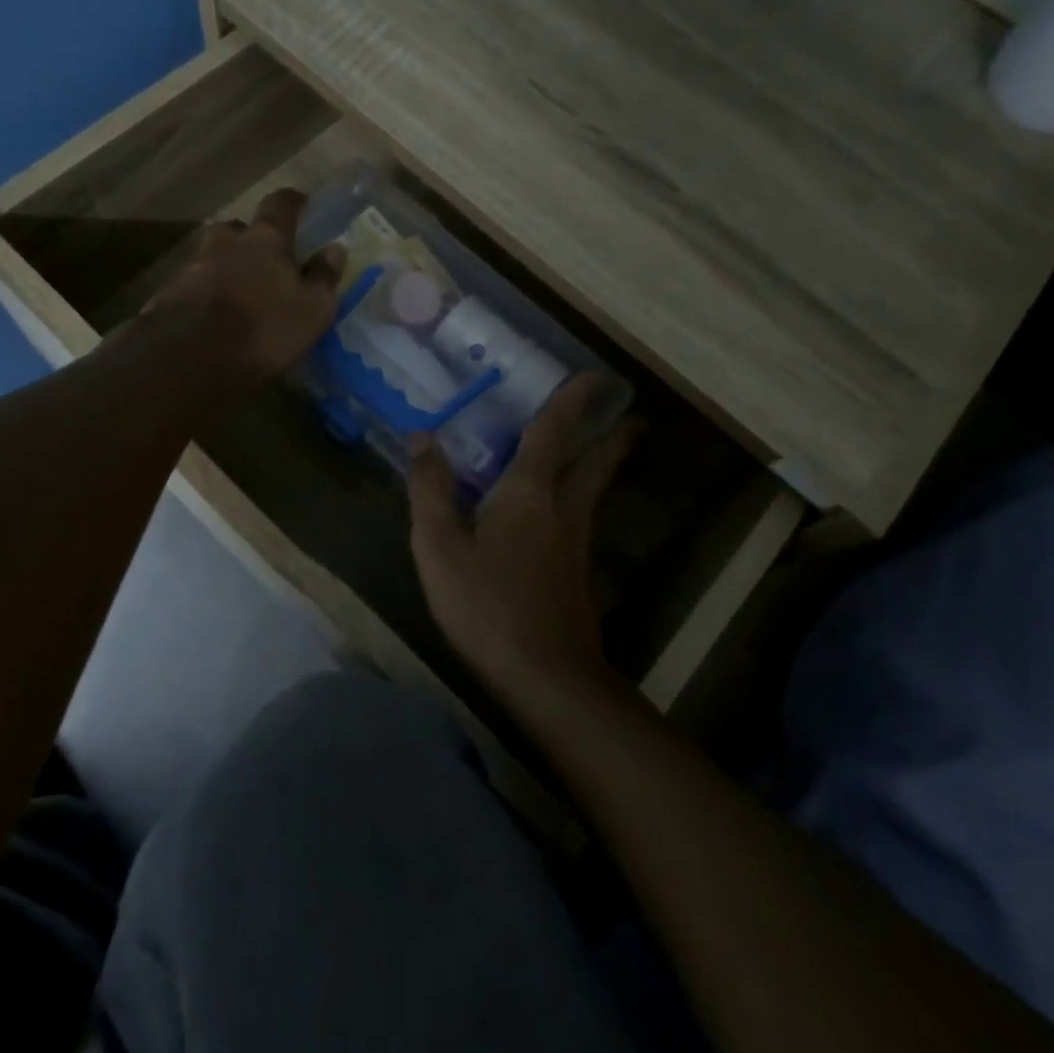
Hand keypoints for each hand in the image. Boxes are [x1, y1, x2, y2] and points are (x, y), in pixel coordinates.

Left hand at [145, 189, 343, 380]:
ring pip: (214, 255)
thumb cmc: (264, 328)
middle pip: (238, 228)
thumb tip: (335, 249)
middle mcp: (227, 241)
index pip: (280, 204)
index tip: (301, 204)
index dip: (292, 202)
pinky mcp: (170, 292)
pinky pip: (194, 283)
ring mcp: (194, 264)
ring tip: (238, 289)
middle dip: (251, 238)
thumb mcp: (312, 310)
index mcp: (266, 239)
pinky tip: (213, 313)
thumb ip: (324, 277)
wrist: (190, 355)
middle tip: (264, 257)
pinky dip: (206, 291)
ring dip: (226, 265)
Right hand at [408, 374, 639, 707]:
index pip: (553, 433)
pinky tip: (566, 518)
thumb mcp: (440, 545)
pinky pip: (582, 522)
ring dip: (602, 467)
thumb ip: (430, 489)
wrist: (546, 676)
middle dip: (612, 437)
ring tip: (602, 453)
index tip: (596, 376)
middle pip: (595, 463)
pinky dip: (582, 502)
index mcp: (530, 492)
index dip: (572, 401)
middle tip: (631, 418)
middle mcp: (564, 510)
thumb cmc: (487, 603)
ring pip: (594, 493)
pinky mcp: (578, 577)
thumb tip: (422, 436)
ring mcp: (577, 546)